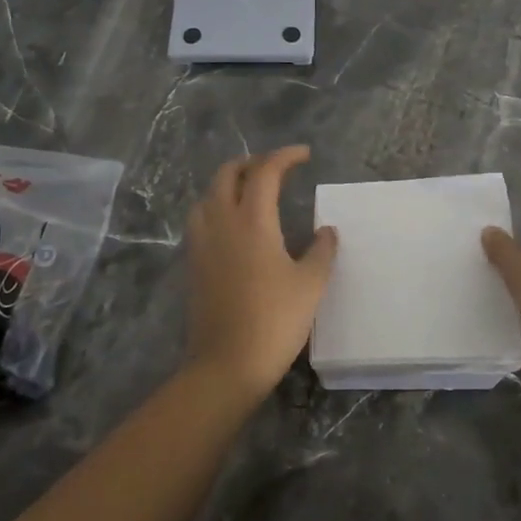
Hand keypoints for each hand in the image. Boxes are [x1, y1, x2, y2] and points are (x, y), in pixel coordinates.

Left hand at [184, 146, 337, 395]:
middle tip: (277, 169)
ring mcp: (202, 244)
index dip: (284, 156)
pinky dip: (217, 207)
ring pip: (208, 195)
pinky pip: (201, 220)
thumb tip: (326, 231)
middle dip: (252, 163)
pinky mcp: (194, 264)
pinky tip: (234, 227)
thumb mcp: (310, 285)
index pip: (265, 171)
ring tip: (251, 192)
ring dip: (228, 183)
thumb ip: (321, 251)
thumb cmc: (274, 321)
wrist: (226, 365)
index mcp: (252, 221)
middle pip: (227, 174)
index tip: (305, 155)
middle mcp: (221, 223)